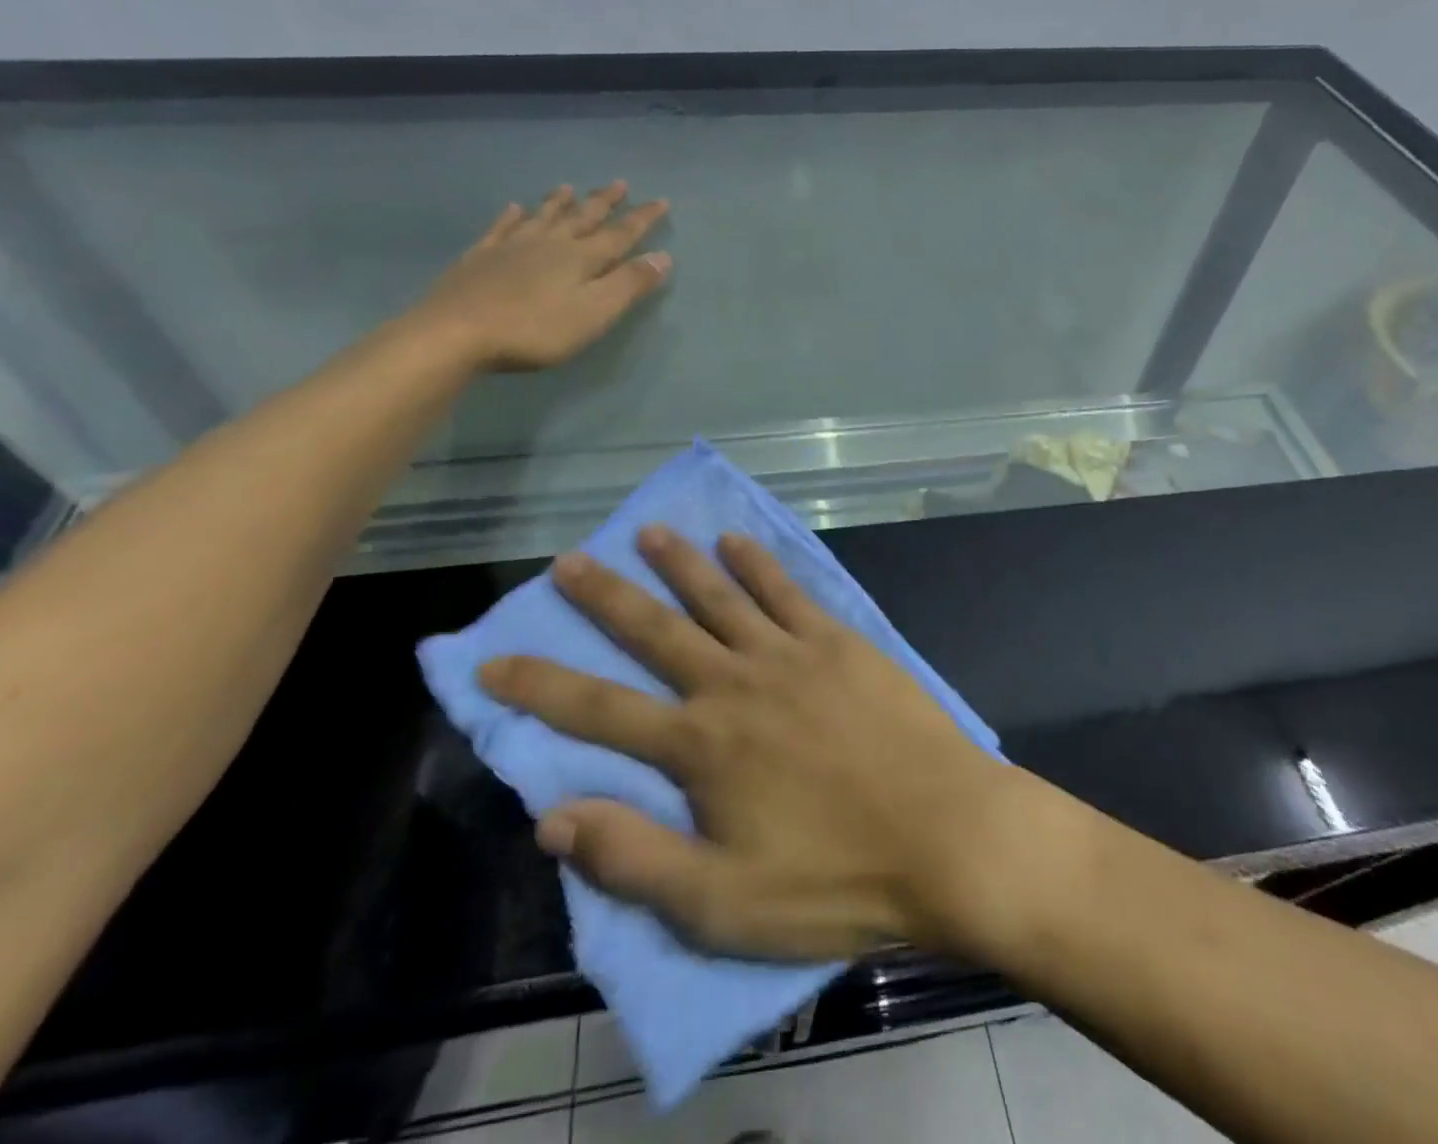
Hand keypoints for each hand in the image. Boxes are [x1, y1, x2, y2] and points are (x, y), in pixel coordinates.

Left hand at [411, 184, 671, 371]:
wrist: (458, 332)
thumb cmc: (536, 329)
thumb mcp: (595, 312)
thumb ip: (630, 284)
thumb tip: (663, 256)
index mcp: (581, 258)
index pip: (620, 234)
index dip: (642, 219)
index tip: (661, 201)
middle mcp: (550, 244)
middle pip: (582, 218)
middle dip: (604, 202)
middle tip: (620, 183)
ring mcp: (511, 247)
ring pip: (543, 216)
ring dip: (559, 202)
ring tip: (569, 187)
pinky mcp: (480, 258)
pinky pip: (501, 228)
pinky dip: (510, 216)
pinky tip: (513, 208)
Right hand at [477, 527, 1013, 960]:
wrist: (945, 835)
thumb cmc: (836, 879)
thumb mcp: (723, 904)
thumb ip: (635, 859)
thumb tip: (552, 818)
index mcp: (701, 747)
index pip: (597, 710)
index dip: (539, 685)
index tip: (492, 659)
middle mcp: (734, 684)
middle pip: (655, 630)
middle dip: (606, 596)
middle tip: (569, 560)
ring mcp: (789, 654)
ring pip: (719, 596)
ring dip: (679, 562)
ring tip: (648, 532)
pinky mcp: (837, 641)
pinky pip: (786, 590)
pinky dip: (756, 563)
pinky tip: (735, 541)